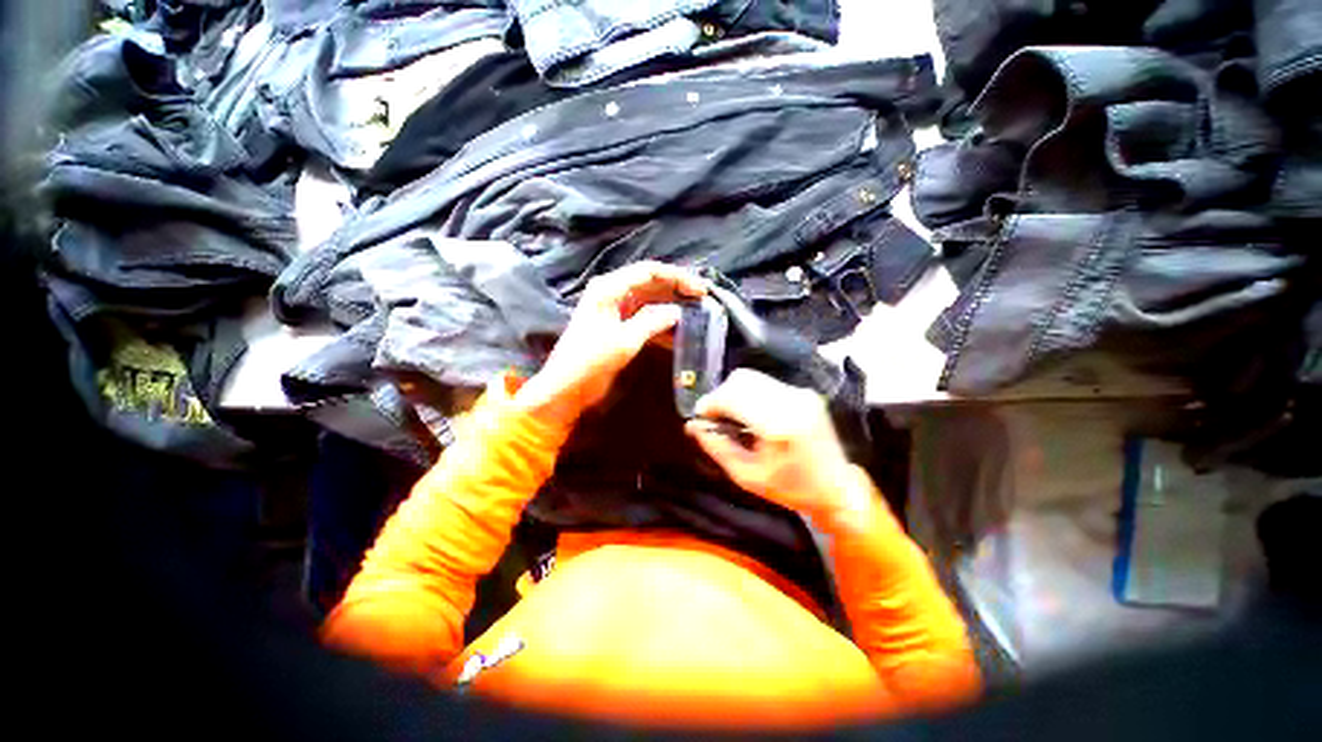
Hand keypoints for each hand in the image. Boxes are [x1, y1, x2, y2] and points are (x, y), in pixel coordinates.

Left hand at [515, 261, 706, 426]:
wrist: (566, 388)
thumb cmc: (591, 361)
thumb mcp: (625, 340)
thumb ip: (652, 321)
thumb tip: (677, 311)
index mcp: (610, 288)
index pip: (649, 271)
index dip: (677, 277)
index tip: (700, 290)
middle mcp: (613, 293)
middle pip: (651, 284)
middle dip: (677, 291)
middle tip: (702, 301)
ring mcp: (616, 311)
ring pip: (650, 302)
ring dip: (671, 308)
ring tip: (696, 316)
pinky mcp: (619, 328)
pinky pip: (645, 320)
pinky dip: (661, 325)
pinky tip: (678, 334)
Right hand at [685, 369, 858, 523]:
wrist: (837, 488)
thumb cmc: (790, 488)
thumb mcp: (747, 476)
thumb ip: (717, 447)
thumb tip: (692, 426)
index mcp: (778, 426)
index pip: (733, 396)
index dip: (710, 402)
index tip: (700, 416)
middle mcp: (791, 401)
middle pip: (741, 380)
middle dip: (720, 395)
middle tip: (715, 417)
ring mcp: (800, 394)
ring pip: (752, 378)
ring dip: (734, 392)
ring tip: (731, 415)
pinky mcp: (805, 392)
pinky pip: (766, 383)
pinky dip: (749, 393)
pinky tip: (750, 413)